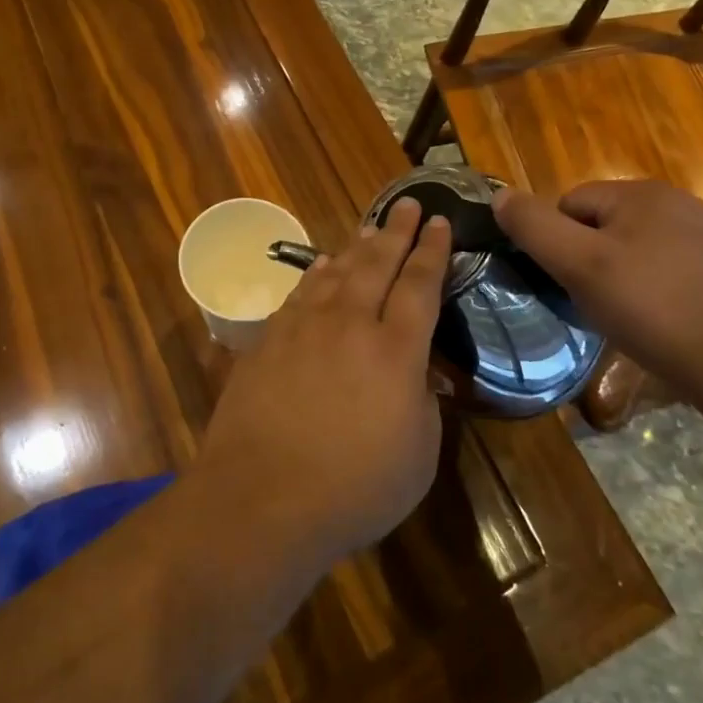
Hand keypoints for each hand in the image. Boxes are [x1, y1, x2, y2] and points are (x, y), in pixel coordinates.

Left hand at [197, 198, 451, 570]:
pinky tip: (323, 266)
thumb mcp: (418, 454)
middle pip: (377, 263)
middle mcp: (350, 324)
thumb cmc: (354, 489)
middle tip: (410, 204)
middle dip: (398, 231)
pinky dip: (317, 274)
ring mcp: (303, 328)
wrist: (262, 498)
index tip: (441, 222)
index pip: (421, 285)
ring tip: (371, 228)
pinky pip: (300, 293)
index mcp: (395, 350)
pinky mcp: (268, 340)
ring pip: (336, 271)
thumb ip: (423, 402)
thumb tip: (416, 373)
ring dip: (358, 246)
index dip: (433, 250)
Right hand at [492, 180, 702, 391]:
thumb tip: (499, 196)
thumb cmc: (649, 307)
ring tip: (621, 311)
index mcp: (643, 192)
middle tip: (591, 299)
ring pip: (629, 245)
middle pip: (599, 222)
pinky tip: (653, 316)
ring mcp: (702, 234)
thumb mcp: (579, 265)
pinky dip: (647, 285)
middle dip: (586, 256)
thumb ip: (534, 227)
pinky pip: (660, 264)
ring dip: (615, 272)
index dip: (557, 243)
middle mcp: (676, 201)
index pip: (569, 202)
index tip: (567, 281)